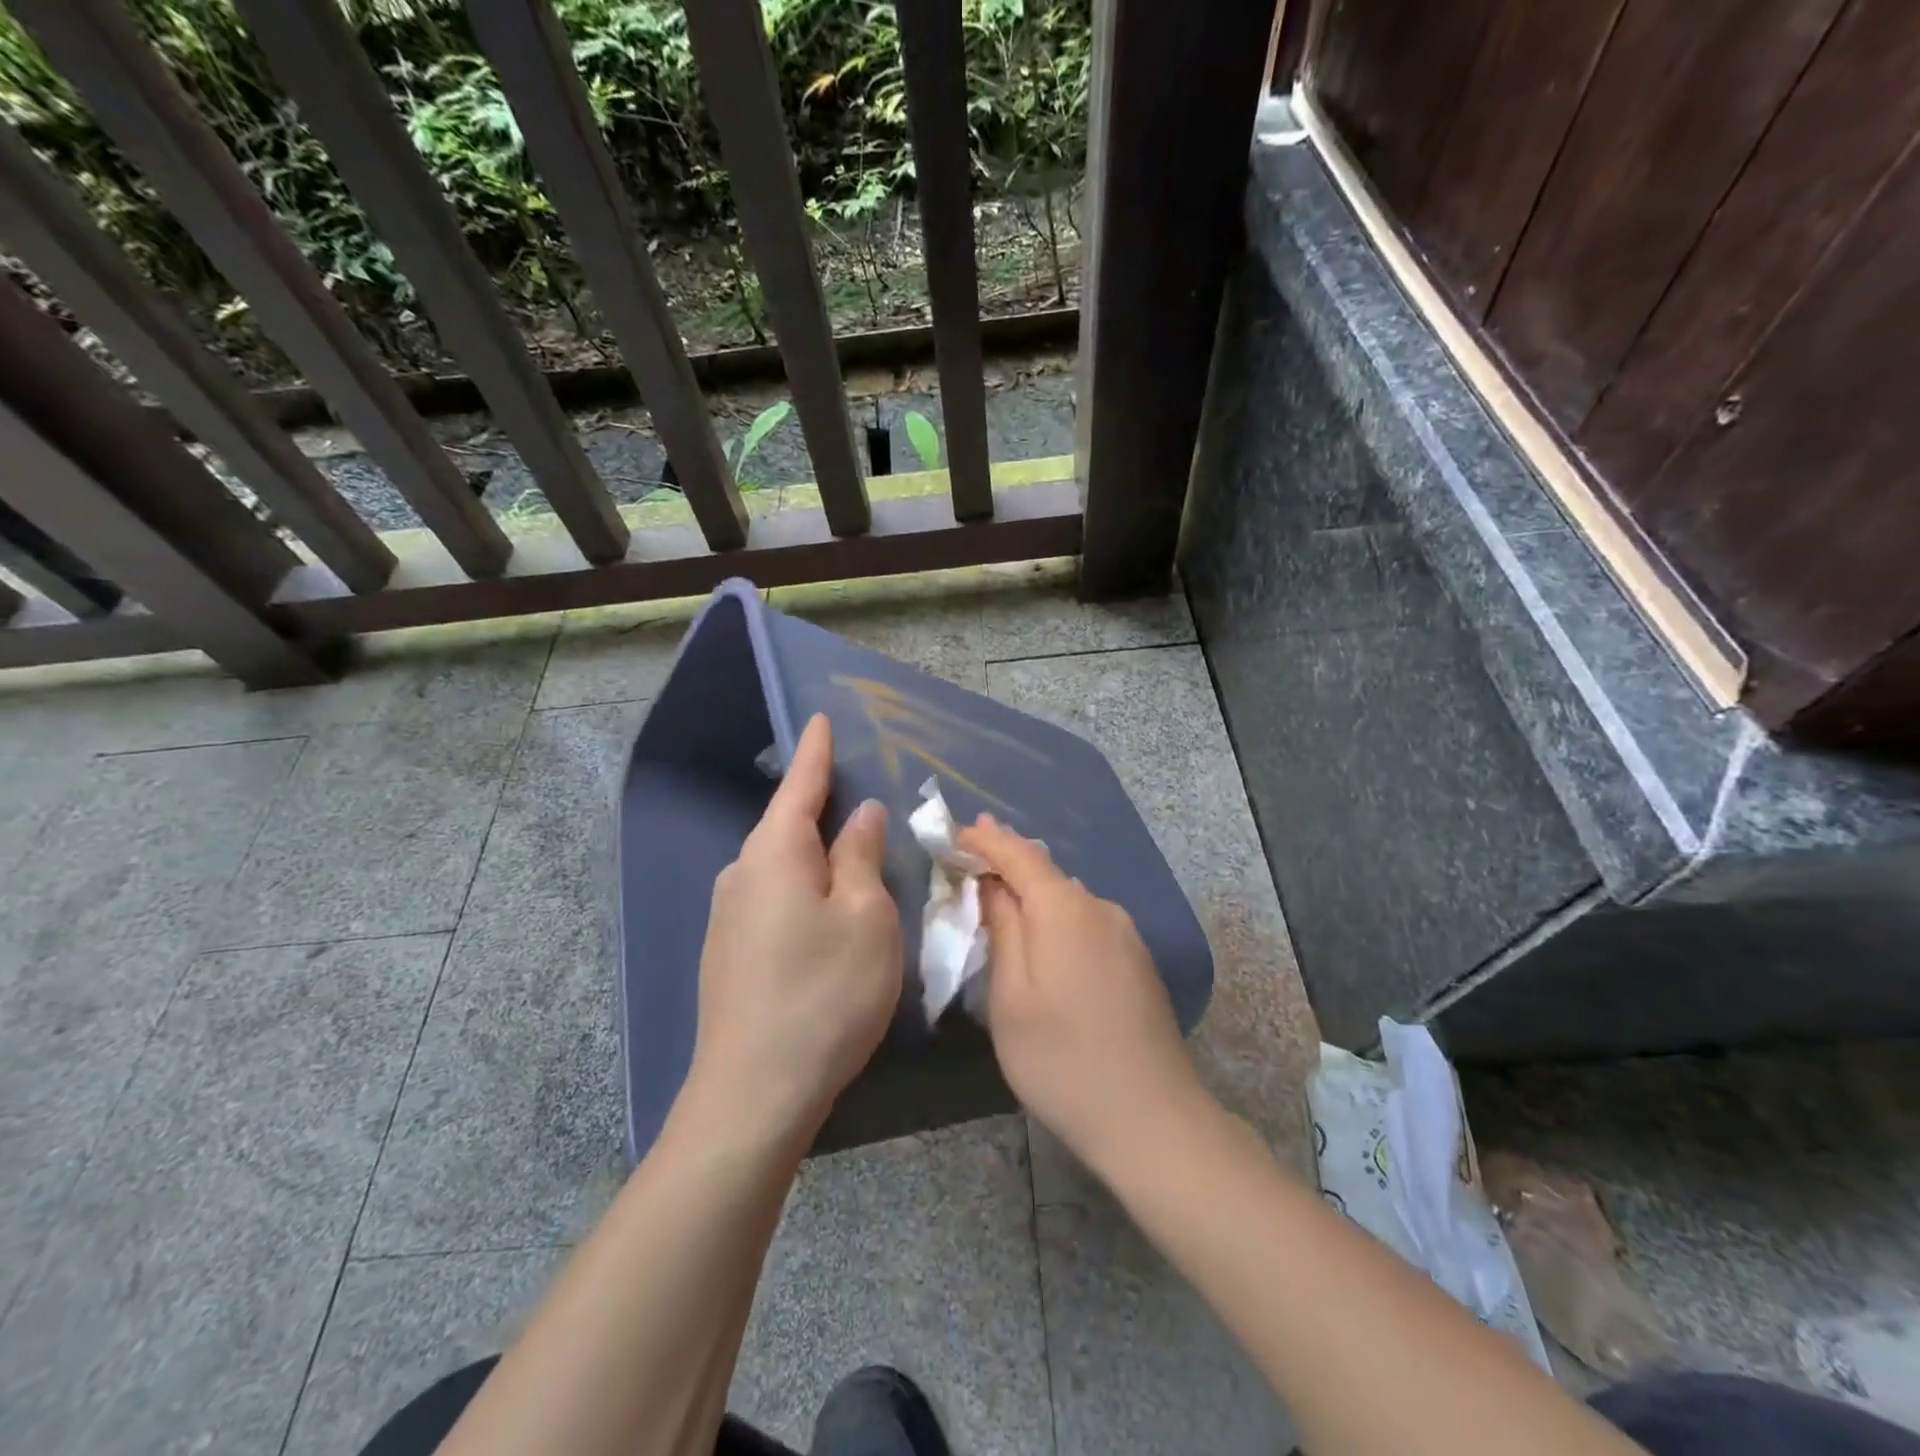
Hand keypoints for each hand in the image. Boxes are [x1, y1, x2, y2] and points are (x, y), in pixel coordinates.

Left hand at [684, 714, 901, 1143]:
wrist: (753, 1093)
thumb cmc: (825, 994)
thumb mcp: (865, 918)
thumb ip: (860, 857)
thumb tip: (858, 814)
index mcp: (775, 853)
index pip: (800, 785)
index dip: (816, 751)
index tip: (820, 718)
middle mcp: (742, 873)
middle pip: (787, 825)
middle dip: (820, 806)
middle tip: (858, 794)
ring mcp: (729, 915)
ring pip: (781, 865)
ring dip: (816, 854)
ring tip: (853, 856)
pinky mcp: (729, 951)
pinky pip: (773, 897)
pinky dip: (803, 888)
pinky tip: (825, 911)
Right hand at [957, 815, 1204, 1175]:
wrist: (1152, 1118)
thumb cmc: (1061, 1060)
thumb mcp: (1011, 997)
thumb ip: (1003, 931)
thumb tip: (995, 887)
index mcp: (1065, 909)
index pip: (1019, 854)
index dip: (987, 840)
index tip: (958, 830)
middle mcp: (1100, 909)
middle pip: (1047, 872)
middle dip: (1008, 860)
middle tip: (973, 851)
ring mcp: (1126, 935)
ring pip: (1069, 897)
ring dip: (1033, 891)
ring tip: (1002, 890)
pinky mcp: (1138, 961)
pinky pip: (1088, 921)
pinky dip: (1058, 916)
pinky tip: (1045, 935)